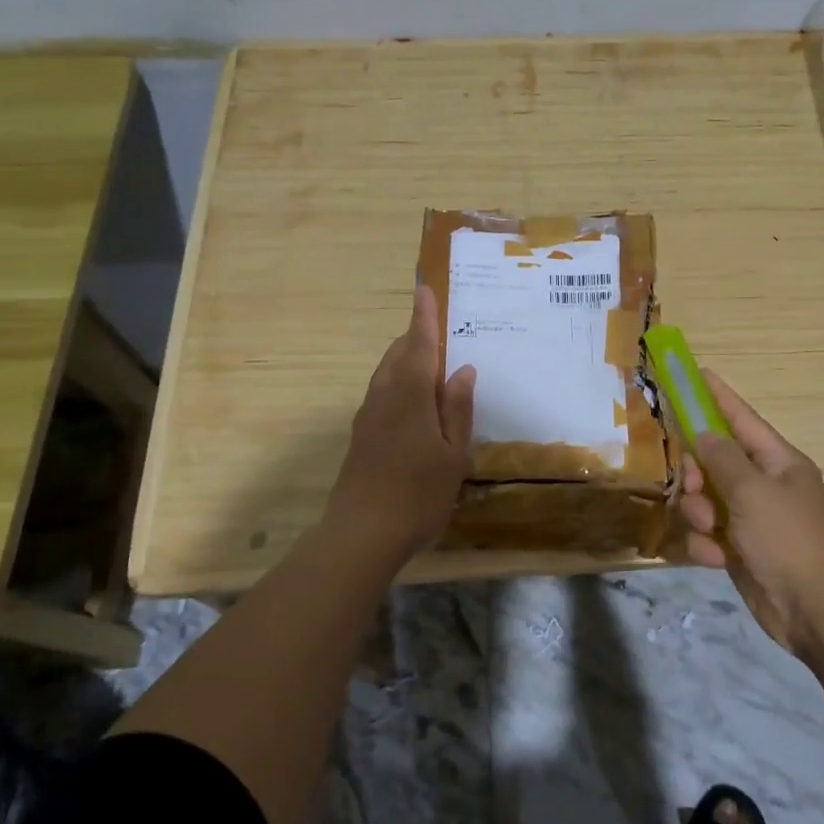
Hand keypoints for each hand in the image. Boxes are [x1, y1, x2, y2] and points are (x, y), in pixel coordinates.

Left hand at [324, 285, 476, 561]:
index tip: (425, 289)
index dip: (424, 317)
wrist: (360, 535)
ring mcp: (369, 416)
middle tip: (438, 326)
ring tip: (430, 358)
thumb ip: (458, 410)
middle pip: (399, 354)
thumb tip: (463, 370)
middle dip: (416, 336)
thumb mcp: (452, 455)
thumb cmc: (417, 494)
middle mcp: (385, 397)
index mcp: (411, 396)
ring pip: (387, 372)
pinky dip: (399, 380)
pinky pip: (382, 391)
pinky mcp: (362, 435)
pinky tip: (414, 398)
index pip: (420, 345)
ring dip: (406, 357)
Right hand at [677, 370, 823, 654]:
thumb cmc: (788, 539)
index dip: (717, 396)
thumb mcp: (752, 491)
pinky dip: (706, 544)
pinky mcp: (739, 549)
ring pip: (705, 498)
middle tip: (695, 486)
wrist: (814, 610)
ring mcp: (751, 518)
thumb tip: (704, 433)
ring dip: (699, 513)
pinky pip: (707, 533)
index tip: (694, 373)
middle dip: (698, 473)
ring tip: (711, 530)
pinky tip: (715, 558)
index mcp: (778, 462)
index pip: (741, 419)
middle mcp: (764, 484)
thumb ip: (722, 458)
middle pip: (714, 460)